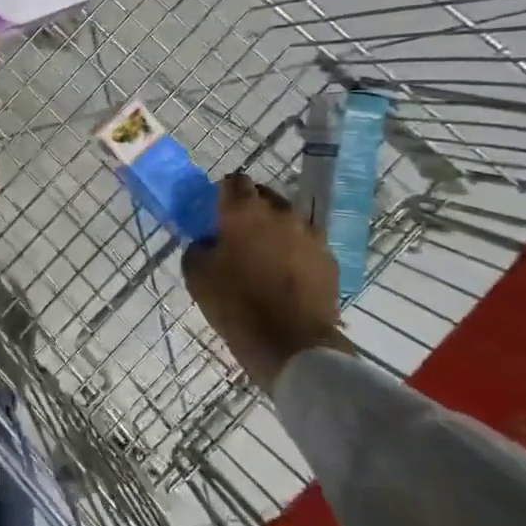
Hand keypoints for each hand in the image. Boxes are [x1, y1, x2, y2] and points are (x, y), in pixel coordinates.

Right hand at [182, 173, 354, 387]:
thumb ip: (198, 248)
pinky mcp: (329, 260)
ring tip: (263, 258)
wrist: (292, 344)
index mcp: (244, 211)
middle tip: (237, 234)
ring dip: (274, 232)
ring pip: (288, 222)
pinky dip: (294, 254)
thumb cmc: (236, 305)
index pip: (233, 181)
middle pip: (264, 197)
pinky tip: (284, 277)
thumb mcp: (197, 276)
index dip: (222, 193)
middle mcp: (282, 213)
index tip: (215, 211)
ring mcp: (311, 235)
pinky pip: (306, 246)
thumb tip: (207, 241)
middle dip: (250, 209)